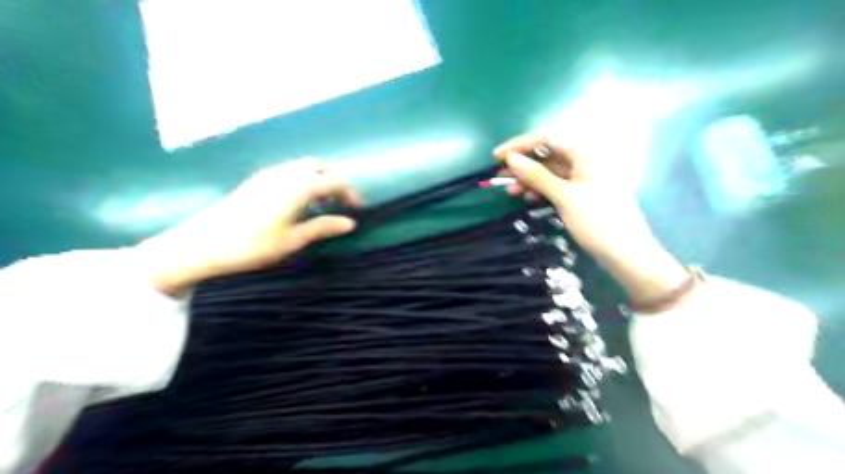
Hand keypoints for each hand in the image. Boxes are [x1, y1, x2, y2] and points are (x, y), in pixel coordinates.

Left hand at [137, 158, 360, 291]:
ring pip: (302, 167)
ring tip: (321, 204)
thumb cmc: (253, 245)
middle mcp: (285, 173)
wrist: (202, 244)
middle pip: (319, 167)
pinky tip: (298, 202)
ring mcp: (268, 174)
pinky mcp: (256, 180)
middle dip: (334, 181)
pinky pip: (288, 171)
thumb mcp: (293, 240)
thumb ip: (323, 227)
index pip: (334, 181)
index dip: (350, 193)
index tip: (358, 209)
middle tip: (339, 204)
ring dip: (318, 180)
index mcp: (299, 186)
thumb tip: (350, 223)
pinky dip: (302, 180)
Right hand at [492, 129, 688, 306]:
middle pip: (547, 154)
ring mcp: (584, 179)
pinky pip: (556, 186)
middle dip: (523, 164)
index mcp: (585, 153)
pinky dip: (541, 190)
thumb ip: (537, 176)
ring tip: (510, 191)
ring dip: (529, 179)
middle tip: (499, 176)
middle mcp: (584, 161)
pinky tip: (528, 199)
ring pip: (550, 172)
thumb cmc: (598, 221)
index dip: (520, 144)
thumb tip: (511, 159)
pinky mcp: (582, 195)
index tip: (498, 156)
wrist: (626, 254)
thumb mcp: (564, 196)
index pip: (547, 137)